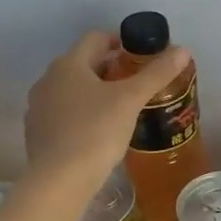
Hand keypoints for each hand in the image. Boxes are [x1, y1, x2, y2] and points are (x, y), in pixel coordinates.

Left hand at [23, 31, 191, 192]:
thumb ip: (157, 74)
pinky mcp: (37, 132)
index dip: (119, 40)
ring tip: (121, 107)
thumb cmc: (95, 132)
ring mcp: (39, 107)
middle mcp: (48, 79)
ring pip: (72, 89)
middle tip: (136, 82)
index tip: (139, 55)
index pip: (95, 38)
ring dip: (95, 91)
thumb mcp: (131, 101)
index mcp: (68, 64)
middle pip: (83, 63)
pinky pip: (64, 113)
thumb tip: (183, 51)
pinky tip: (99, 131)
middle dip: (110, 68)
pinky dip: (82, 113)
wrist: (58, 182)